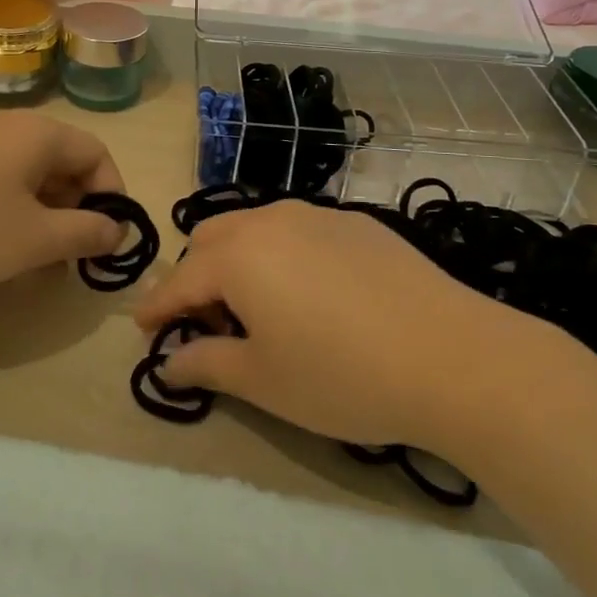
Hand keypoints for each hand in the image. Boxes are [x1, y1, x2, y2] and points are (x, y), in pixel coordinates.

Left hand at [0, 112, 127, 291]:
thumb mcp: (34, 239)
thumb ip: (85, 234)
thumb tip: (117, 230)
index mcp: (40, 135)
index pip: (97, 154)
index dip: (112, 196)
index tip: (107, 239)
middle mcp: (11, 128)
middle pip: (64, 163)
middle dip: (76, 211)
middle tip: (71, 257)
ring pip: (30, 175)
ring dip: (44, 215)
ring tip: (35, 260)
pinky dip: (12, 210)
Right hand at [133, 199, 544, 449]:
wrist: (452, 355)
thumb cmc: (342, 375)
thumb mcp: (264, 380)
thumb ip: (207, 364)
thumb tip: (170, 361)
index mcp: (238, 255)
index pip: (179, 281)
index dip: (156, 308)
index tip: (144, 330)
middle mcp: (270, 220)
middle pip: (211, 239)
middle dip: (195, 277)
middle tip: (206, 323)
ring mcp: (316, 215)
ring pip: (255, 228)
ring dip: (238, 260)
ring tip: (257, 307)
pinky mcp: (356, 223)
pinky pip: (297, 230)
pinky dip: (281, 255)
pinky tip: (311, 294)